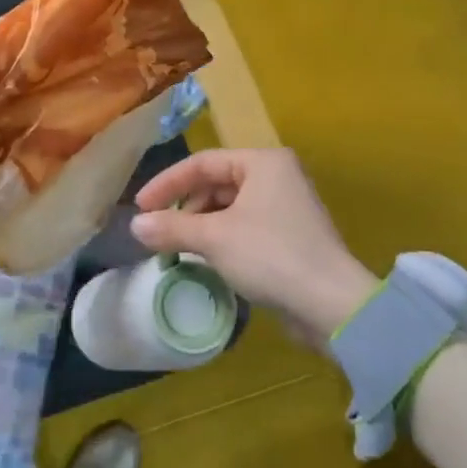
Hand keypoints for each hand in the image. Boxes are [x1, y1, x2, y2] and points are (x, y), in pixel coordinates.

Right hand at [129, 148, 377, 348]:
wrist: (331, 305)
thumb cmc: (271, 256)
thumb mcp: (214, 239)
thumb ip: (172, 227)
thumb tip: (135, 225)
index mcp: (263, 162)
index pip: (203, 162)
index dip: (167, 183)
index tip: (140, 208)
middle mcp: (277, 176)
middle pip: (217, 183)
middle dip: (186, 207)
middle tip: (159, 233)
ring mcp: (286, 206)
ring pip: (230, 207)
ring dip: (202, 226)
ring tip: (179, 249)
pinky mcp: (290, 236)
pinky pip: (244, 227)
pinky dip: (222, 238)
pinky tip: (207, 260)